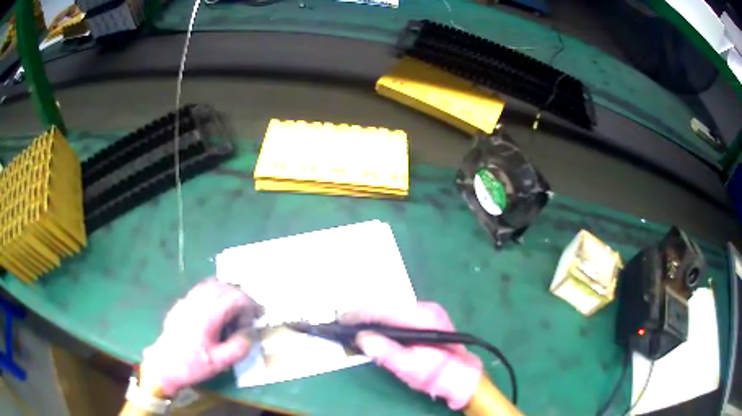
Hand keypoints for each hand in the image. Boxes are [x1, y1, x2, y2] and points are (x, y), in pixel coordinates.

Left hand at [140, 278, 262, 395]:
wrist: (164, 364)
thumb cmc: (192, 365)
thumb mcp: (220, 363)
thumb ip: (239, 347)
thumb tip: (250, 332)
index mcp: (207, 316)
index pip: (232, 297)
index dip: (249, 303)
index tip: (257, 315)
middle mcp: (196, 303)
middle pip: (222, 286)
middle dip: (239, 295)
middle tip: (248, 311)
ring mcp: (186, 301)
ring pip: (210, 284)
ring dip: (226, 292)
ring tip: (234, 309)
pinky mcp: (181, 304)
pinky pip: (200, 289)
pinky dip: (214, 293)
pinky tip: (217, 310)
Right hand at [341, 302, 482, 409]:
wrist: (461, 376)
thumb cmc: (438, 374)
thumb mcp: (412, 368)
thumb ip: (387, 353)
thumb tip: (362, 338)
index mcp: (423, 318)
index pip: (384, 310)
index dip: (359, 314)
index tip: (340, 320)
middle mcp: (425, 308)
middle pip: (385, 306)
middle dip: (362, 315)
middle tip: (342, 325)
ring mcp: (426, 310)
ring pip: (389, 309)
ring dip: (370, 317)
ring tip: (352, 327)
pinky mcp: (424, 317)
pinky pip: (395, 314)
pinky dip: (380, 320)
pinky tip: (371, 328)